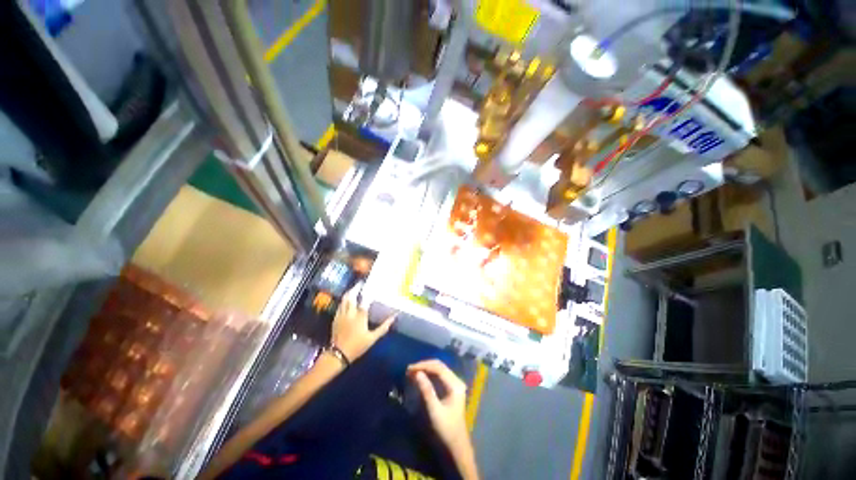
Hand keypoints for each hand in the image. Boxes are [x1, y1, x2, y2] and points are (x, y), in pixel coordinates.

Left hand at [331, 284, 394, 361]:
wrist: (338, 355)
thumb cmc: (357, 346)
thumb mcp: (372, 338)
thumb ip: (383, 327)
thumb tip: (394, 317)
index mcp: (360, 317)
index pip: (364, 300)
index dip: (367, 292)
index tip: (371, 286)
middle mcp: (350, 313)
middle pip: (351, 296)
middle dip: (355, 288)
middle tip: (360, 283)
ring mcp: (341, 315)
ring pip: (344, 300)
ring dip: (349, 293)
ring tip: (354, 289)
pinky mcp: (336, 319)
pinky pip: (339, 306)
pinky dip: (344, 300)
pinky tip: (346, 300)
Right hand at [407, 359, 468, 448]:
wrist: (457, 445)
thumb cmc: (446, 429)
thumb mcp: (434, 410)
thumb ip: (426, 390)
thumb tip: (417, 373)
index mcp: (455, 385)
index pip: (438, 368)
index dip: (424, 366)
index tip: (410, 368)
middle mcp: (456, 380)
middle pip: (439, 366)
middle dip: (424, 366)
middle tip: (409, 369)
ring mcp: (454, 383)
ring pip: (439, 369)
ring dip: (426, 369)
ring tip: (412, 372)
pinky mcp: (451, 388)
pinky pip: (439, 375)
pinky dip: (429, 374)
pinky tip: (420, 376)